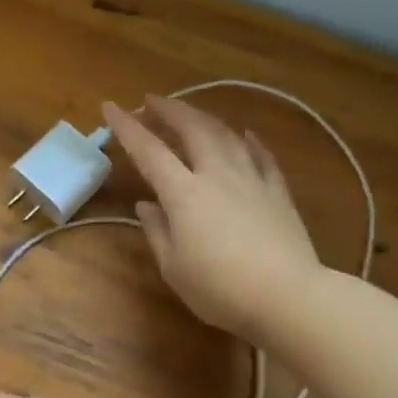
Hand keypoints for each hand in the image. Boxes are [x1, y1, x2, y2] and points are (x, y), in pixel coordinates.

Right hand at [101, 95, 321, 341]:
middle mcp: (216, 175)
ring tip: (190, 113)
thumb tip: (146, 206)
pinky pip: (262, 157)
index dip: (127, 127)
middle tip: (152, 101)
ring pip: (226, 135)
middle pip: (192, 129)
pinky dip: (250, 142)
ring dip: (204, 118)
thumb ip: (157, 231)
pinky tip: (246, 134)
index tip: (110, 107)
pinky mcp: (278, 193)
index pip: (149, 151)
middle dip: (169, 110)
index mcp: (184, 193)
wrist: (286, 296)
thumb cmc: (219, 289)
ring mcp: (251, 180)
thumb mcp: (174, 267)